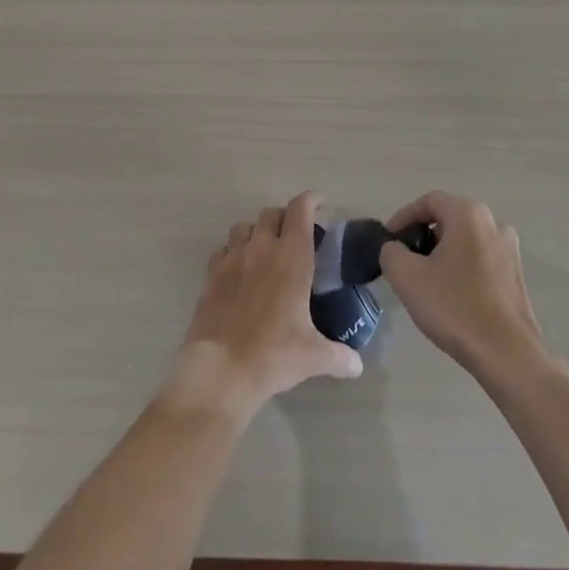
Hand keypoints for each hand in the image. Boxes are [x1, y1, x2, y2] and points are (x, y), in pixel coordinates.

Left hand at [165, 191, 362, 422]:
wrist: (221, 369)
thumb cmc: (274, 354)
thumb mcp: (314, 357)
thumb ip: (339, 356)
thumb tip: (357, 366)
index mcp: (292, 256)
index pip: (301, 210)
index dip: (310, 200)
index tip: (319, 203)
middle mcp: (262, 247)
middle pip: (272, 213)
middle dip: (285, 217)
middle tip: (294, 235)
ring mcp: (233, 258)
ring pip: (244, 226)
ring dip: (256, 231)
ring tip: (265, 250)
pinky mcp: (211, 274)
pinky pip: (223, 250)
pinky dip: (233, 252)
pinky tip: (239, 271)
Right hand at [378, 191, 550, 380]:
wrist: (507, 354)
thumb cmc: (455, 308)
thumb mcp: (407, 277)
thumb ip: (391, 252)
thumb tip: (395, 249)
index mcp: (469, 214)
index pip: (428, 201)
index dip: (403, 217)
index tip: (389, 241)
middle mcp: (493, 222)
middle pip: (448, 217)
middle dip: (423, 235)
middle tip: (404, 260)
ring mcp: (510, 249)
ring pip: (465, 239)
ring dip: (442, 252)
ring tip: (425, 279)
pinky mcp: (516, 274)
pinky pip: (480, 257)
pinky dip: (461, 266)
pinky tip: (451, 294)